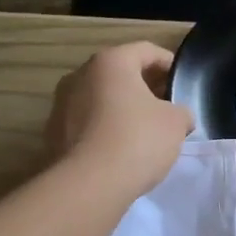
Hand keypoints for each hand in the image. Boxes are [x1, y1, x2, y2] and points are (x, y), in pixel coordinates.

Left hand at [47, 42, 192, 194]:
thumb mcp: (176, 123)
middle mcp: (80, 75)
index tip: (182, 80)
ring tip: (144, 130)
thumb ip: (181, 112)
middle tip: (166, 106)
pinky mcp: (53, 134)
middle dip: (144, 87)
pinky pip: (87, 123)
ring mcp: (61, 104)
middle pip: (119, 74)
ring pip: (100, 99)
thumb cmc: (137, 140)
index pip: (146, 51)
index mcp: (111, 62)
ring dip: (121, 108)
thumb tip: (178, 116)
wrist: (89, 184)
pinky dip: (104, 129)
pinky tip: (120, 150)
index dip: (168, 63)